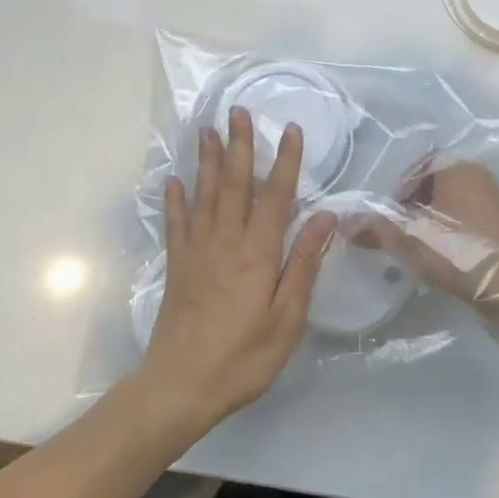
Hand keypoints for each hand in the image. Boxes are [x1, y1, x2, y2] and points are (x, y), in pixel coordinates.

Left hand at [137, 107, 336, 432]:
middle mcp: (226, 241)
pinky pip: (175, 224)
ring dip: (207, 160)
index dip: (286, 161)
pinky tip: (174, 180)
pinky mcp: (177, 267)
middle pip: (235, 184)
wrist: (181, 386)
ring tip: (207, 130)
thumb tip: (324, 217)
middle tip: (239, 111)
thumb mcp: (287, 317)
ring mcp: (197, 251)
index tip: (291, 129)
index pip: (276, 196)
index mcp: (258, 253)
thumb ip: (303, 264)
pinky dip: (175, 200)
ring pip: (204, 195)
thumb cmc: (244, 357)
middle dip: (240, 145)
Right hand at [354, 162, 498, 317]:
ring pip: (446, 205)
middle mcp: (477, 176)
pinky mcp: (498, 227)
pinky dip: (446, 234)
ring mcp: (491, 201)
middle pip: (430, 186)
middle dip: (410, 209)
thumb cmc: (460, 252)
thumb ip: (374, 227)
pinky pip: (462, 221)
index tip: (385, 218)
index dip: (395, 192)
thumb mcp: (409, 239)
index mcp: (457, 166)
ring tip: (414, 249)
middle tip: (396, 234)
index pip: (415, 167)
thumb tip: (343, 223)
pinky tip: (438, 258)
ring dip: (427, 223)